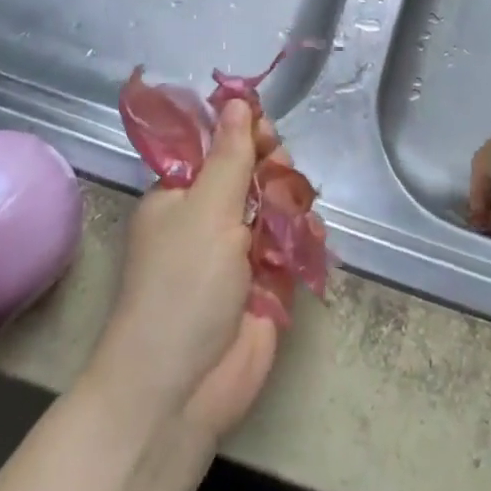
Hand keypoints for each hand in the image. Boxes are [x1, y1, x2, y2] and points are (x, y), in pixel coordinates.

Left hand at [89, 98, 279, 446]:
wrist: (180, 390)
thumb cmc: (182, 286)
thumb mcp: (205, 210)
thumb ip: (230, 155)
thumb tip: (236, 99)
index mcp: (180, 195)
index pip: (215, 146)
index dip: (242, 132)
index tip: (266, 128)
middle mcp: (208, 218)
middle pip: (250, 172)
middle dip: (270, 167)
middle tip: (279, 170)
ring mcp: (237, 253)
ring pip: (275, 206)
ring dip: (289, 201)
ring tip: (295, 210)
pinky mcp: (265, 284)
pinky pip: (290, 245)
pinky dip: (302, 237)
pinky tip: (310, 234)